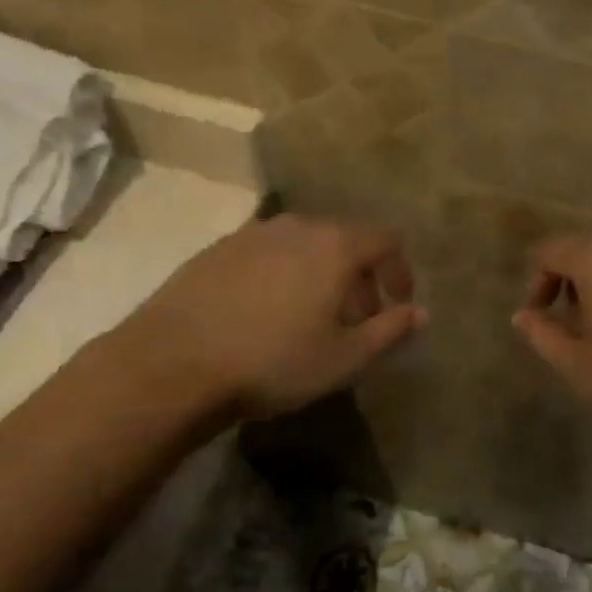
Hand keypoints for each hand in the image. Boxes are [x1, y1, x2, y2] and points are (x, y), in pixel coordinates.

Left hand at [105, 214, 424, 419]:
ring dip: (319, 273)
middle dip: (359, 276)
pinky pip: (266, 253)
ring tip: (309, 317)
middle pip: (344, 239)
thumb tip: (421, 313)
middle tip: (354, 318)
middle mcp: (297, 226)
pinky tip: (263, 314)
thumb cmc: (272, 362)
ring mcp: (252, 233)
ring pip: (303, 244)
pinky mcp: (216, 249)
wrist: (170, 365)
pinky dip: (281, 274)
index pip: (386, 239)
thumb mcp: (344, 358)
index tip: (395, 306)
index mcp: (335, 245)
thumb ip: (390, 331)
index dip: (400, 270)